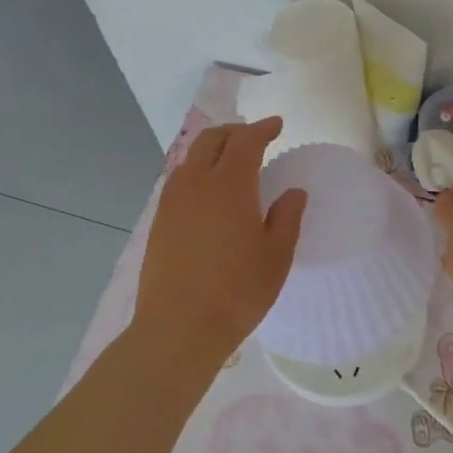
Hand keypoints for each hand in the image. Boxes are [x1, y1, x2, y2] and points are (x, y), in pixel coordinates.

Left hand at [133, 117, 306, 367]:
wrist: (179, 327)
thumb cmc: (237, 292)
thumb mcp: (276, 257)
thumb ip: (287, 218)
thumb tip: (293, 192)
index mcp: (230, 186)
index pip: (246, 141)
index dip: (262, 129)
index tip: (277, 125)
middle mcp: (196, 184)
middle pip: (212, 140)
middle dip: (234, 132)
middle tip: (254, 138)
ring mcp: (172, 202)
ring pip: (191, 158)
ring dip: (212, 150)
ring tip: (230, 163)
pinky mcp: (159, 221)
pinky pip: (179, 181)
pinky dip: (196, 172)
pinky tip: (207, 193)